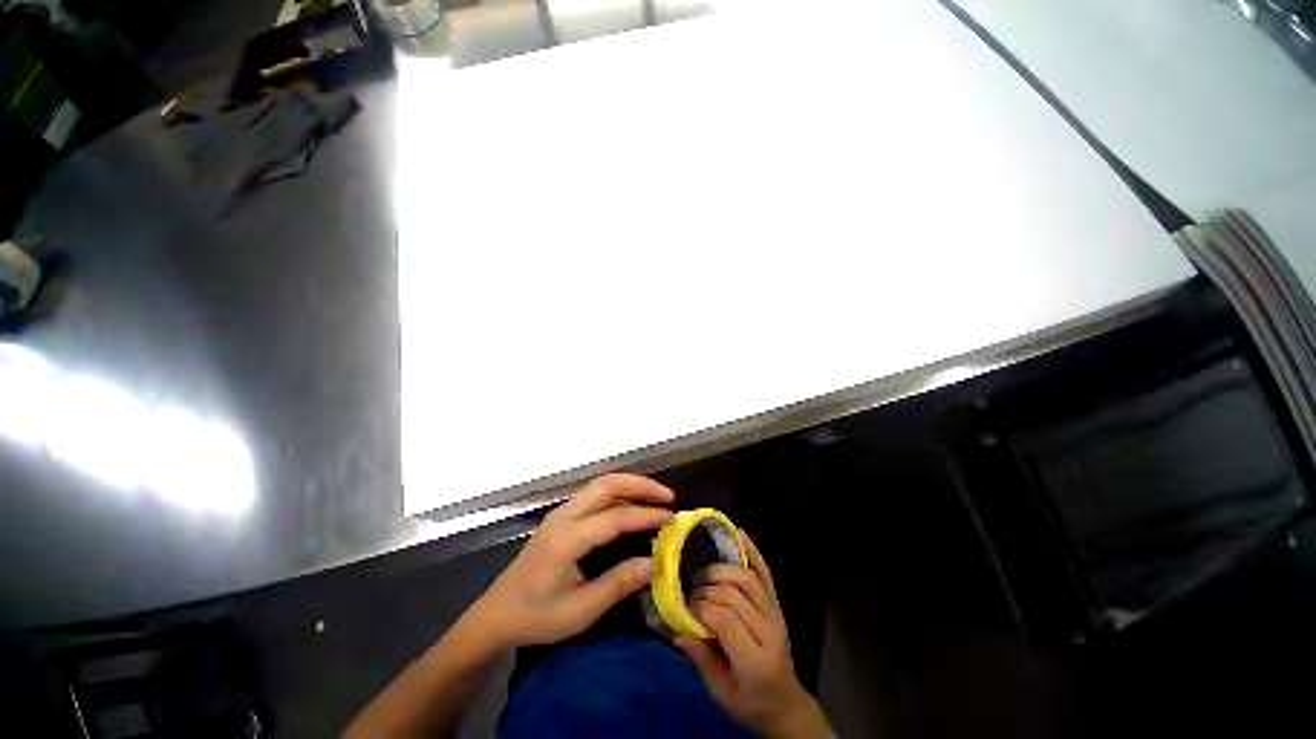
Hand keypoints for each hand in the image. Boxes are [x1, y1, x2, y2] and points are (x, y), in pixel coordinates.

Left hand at [465, 474, 673, 650]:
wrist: (496, 614)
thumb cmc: (537, 617)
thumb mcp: (580, 611)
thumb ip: (618, 584)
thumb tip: (653, 562)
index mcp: (567, 539)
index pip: (615, 517)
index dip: (645, 516)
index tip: (670, 518)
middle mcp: (564, 516)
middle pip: (607, 485)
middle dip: (640, 485)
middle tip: (667, 496)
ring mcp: (561, 513)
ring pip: (600, 485)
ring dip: (630, 485)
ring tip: (655, 496)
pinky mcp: (561, 516)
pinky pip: (594, 494)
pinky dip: (618, 493)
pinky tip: (631, 505)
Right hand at [674, 534, 833, 738]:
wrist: (785, 704)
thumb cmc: (750, 704)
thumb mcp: (721, 694)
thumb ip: (701, 659)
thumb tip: (676, 630)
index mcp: (756, 660)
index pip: (725, 619)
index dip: (701, 609)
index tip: (686, 611)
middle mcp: (769, 630)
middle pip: (734, 594)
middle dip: (706, 590)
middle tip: (690, 597)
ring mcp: (775, 613)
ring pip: (746, 578)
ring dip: (720, 572)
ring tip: (703, 579)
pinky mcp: (776, 604)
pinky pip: (765, 573)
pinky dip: (753, 551)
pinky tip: (739, 534)